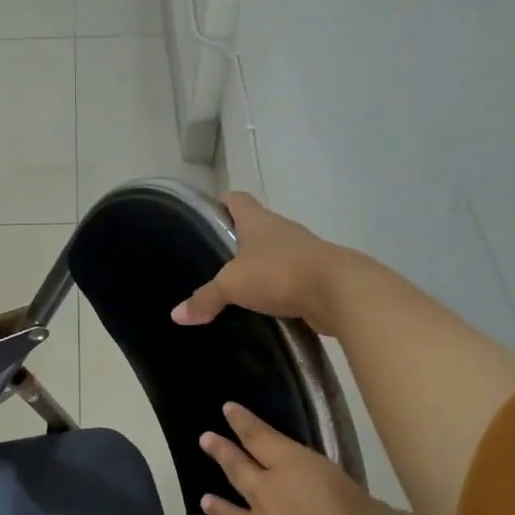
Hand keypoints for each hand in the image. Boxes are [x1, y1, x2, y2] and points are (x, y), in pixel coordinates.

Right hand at [172, 192, 363, 334]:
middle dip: (238, 242)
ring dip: (261, 267)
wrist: (338, 292)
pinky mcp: (317, 276)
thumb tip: (176, 315)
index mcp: (258, 221)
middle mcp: (282, 230)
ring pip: (275, 254)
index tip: (208, 219)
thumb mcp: (232, 286)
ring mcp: (303, 252)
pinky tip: (265, 306)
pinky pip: (291, 278)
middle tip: (216, 262)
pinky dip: (279, 289)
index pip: (236, 200)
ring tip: (239, 288)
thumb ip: (205, 298)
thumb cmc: (279, 273)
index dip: (221, 205)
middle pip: (256, 227)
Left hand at [198, 401, 425, 514]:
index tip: (226, 409)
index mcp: (301, 473)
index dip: (245, 423)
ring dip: (218, 508)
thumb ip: (377, 514)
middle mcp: (269, 498)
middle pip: (239, 470)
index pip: (264, 438)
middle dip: (222, 452)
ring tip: (204, 501)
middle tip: (205, 440)